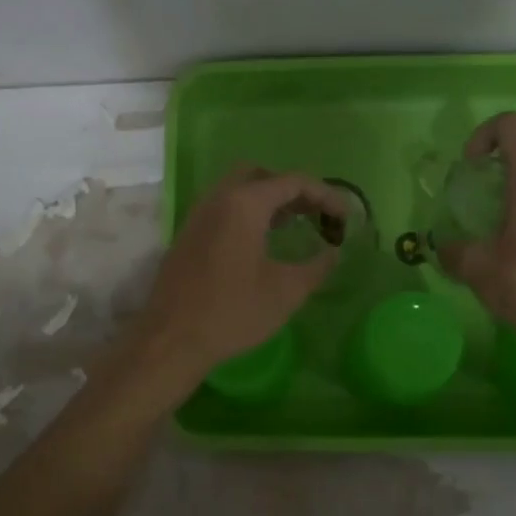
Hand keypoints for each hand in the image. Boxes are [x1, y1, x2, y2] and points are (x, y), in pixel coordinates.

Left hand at [132, 165, 346, 383]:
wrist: (171, 339)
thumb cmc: (232, 312)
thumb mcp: (286, 291)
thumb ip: (317, 266)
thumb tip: (334, 251)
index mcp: (244, 204)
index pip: (292, 182)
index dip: (324, 195)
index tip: (344, 218)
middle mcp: (218, 198)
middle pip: (261, 175)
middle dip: (291, 189)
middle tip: (314, 213)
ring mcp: (198, 215)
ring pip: (238, 189)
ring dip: (268, 200)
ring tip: (293, 225)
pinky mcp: (188, 234)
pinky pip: (223, 207)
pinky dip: (247, 212)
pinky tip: (261, 242)